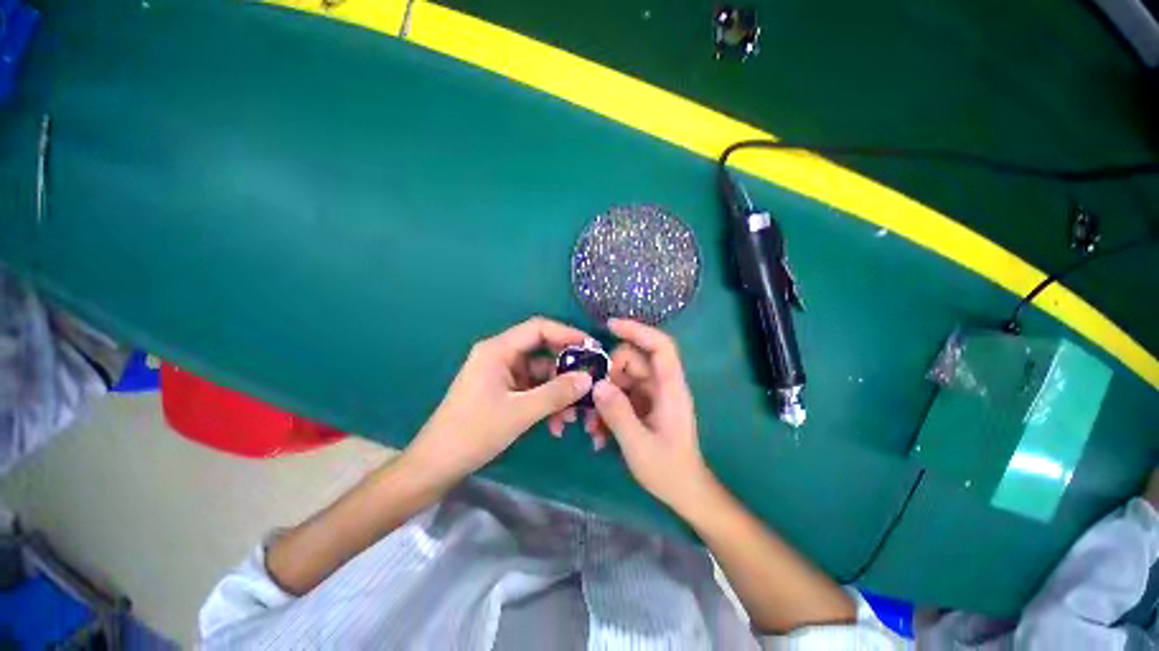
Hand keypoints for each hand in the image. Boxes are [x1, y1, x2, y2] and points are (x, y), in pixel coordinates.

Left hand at [401, 317, 593, 484]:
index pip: (538, 328)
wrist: (437, 465)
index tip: (592, 348)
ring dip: (558, 394)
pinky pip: (533, 390)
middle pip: (543, 353)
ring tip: (573, 418)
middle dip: (566, 372)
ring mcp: (502, 375)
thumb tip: (589, 378)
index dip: (567, 334)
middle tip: (589, 387)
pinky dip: (546, 403)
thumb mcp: (520, 412)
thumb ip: (556, 393)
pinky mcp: (504, 392)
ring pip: (541, 375)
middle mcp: (501, 356)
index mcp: (498, 350)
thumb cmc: (473, 433)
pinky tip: (556, 426)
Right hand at [591, 319, 714, 510]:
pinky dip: (607, 410)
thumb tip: (597, 385)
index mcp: (670, 388)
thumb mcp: (639, 445)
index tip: (610, 326)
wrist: (684, 492)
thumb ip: (618, 414)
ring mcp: (651, 396)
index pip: (660, 346)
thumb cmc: (669, 471)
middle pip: (632, 361)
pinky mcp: (642, 406)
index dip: (638, 330)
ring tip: (592, 428)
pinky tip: (599, 435)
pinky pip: (619, 396)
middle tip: (592, 401)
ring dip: (603, 398)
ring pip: (621, 379)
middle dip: (608, 376)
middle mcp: (661, 386)